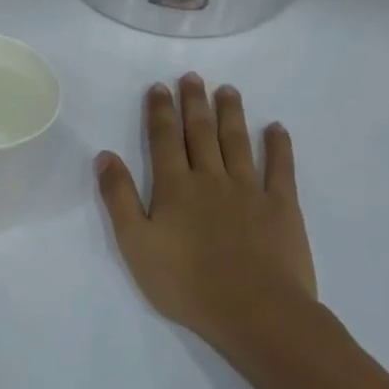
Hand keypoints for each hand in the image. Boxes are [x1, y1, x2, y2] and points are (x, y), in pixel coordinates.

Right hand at [95, 76, 318, 361]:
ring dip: (231, 114)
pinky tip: (276, 128)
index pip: (163, 140)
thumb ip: (119, 198)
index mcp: (174, 188)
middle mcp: (211, 178)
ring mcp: (250, 190)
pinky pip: (281, 168)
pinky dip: (278, 146)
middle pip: (200, 133)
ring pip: (237, 142)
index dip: (159, 112)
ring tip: (228, 90)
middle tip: (193, 77)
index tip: (159, 87)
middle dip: (194, 103)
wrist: (253, 310)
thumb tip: (105, 156)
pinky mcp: (282, 206)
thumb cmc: (185, 283)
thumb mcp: (135, 244)